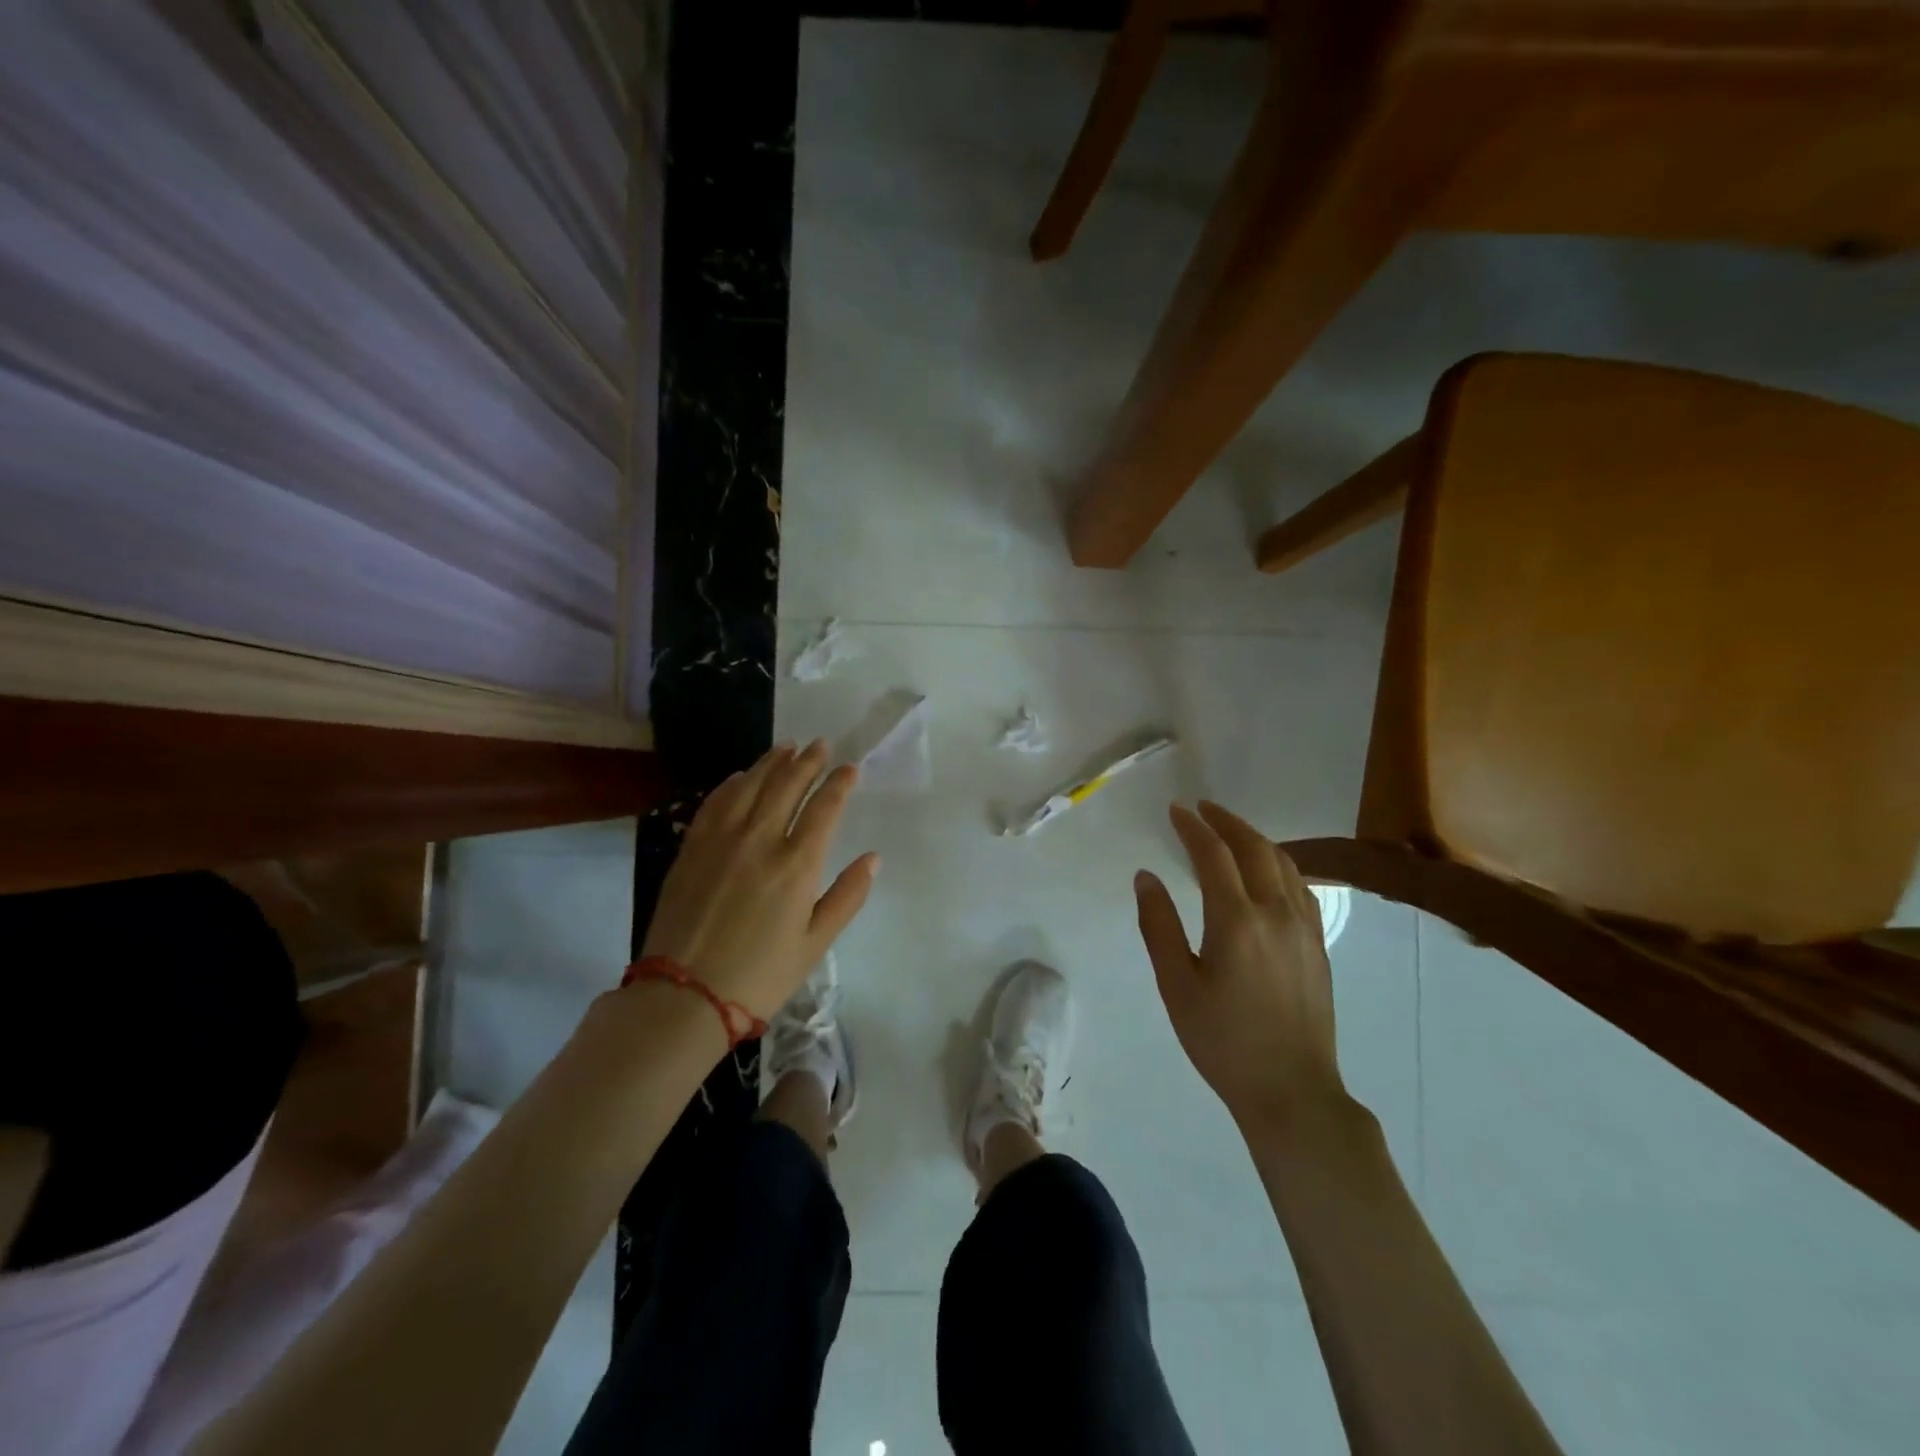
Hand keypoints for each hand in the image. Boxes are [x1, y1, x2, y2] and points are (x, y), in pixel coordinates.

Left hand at [641, 740, 878, 1017]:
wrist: (684, 997)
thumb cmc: (760, 976)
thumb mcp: (815, 944)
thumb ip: (847, 896)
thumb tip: (873, 858)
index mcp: (796, 865)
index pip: (824, 808)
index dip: (839, 784)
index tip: (850, 769)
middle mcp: (760, 841)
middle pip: (787, 786)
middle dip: (808, 761)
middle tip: (820, 744)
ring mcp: (721, 841)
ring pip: (750, 786)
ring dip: (771, 762)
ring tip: (786, 747)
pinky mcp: (691, 848)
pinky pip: (714, 802)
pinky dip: (731, 783)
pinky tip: (740, 776)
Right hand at [1134, 801, 1347, 1135]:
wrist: (1292, 1091)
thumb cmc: (1223, 1041)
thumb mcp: (1177, 986)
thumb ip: (1159, 926)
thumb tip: (1146, 877)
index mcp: (1237, 920)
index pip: (1214, 855)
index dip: (1193, 827)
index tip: (1176, 810)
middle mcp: (1276, 913)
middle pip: (1255, 849)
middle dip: (1227, 822)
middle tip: (1202, 808)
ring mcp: (1304, 928)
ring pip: (1284, 864)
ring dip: (1255, 839)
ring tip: (1231, 831)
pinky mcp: (1318, 945)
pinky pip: (1300, 888)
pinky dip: (1279, 865)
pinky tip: (1268, 872)